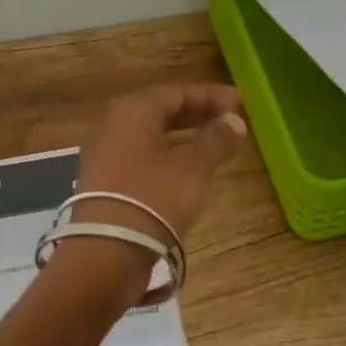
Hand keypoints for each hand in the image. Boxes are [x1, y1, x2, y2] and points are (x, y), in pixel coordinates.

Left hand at [73, 84, 247, 243]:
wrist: (106, 253)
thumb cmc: (153, 198)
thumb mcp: (193, 167)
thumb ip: (216, 140)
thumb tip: (235, 121)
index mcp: (132, 111)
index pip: (176, 92)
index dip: (210, 96)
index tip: (239, 102)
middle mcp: (113, 127)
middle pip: (161, 112)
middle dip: (197, 114)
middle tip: (229, 120)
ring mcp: (105, 157)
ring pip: (151, 137)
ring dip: (184, 137)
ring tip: (214, 145)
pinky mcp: (105, 185)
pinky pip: (142, 159)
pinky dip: (168, 157)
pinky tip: (188, 172)